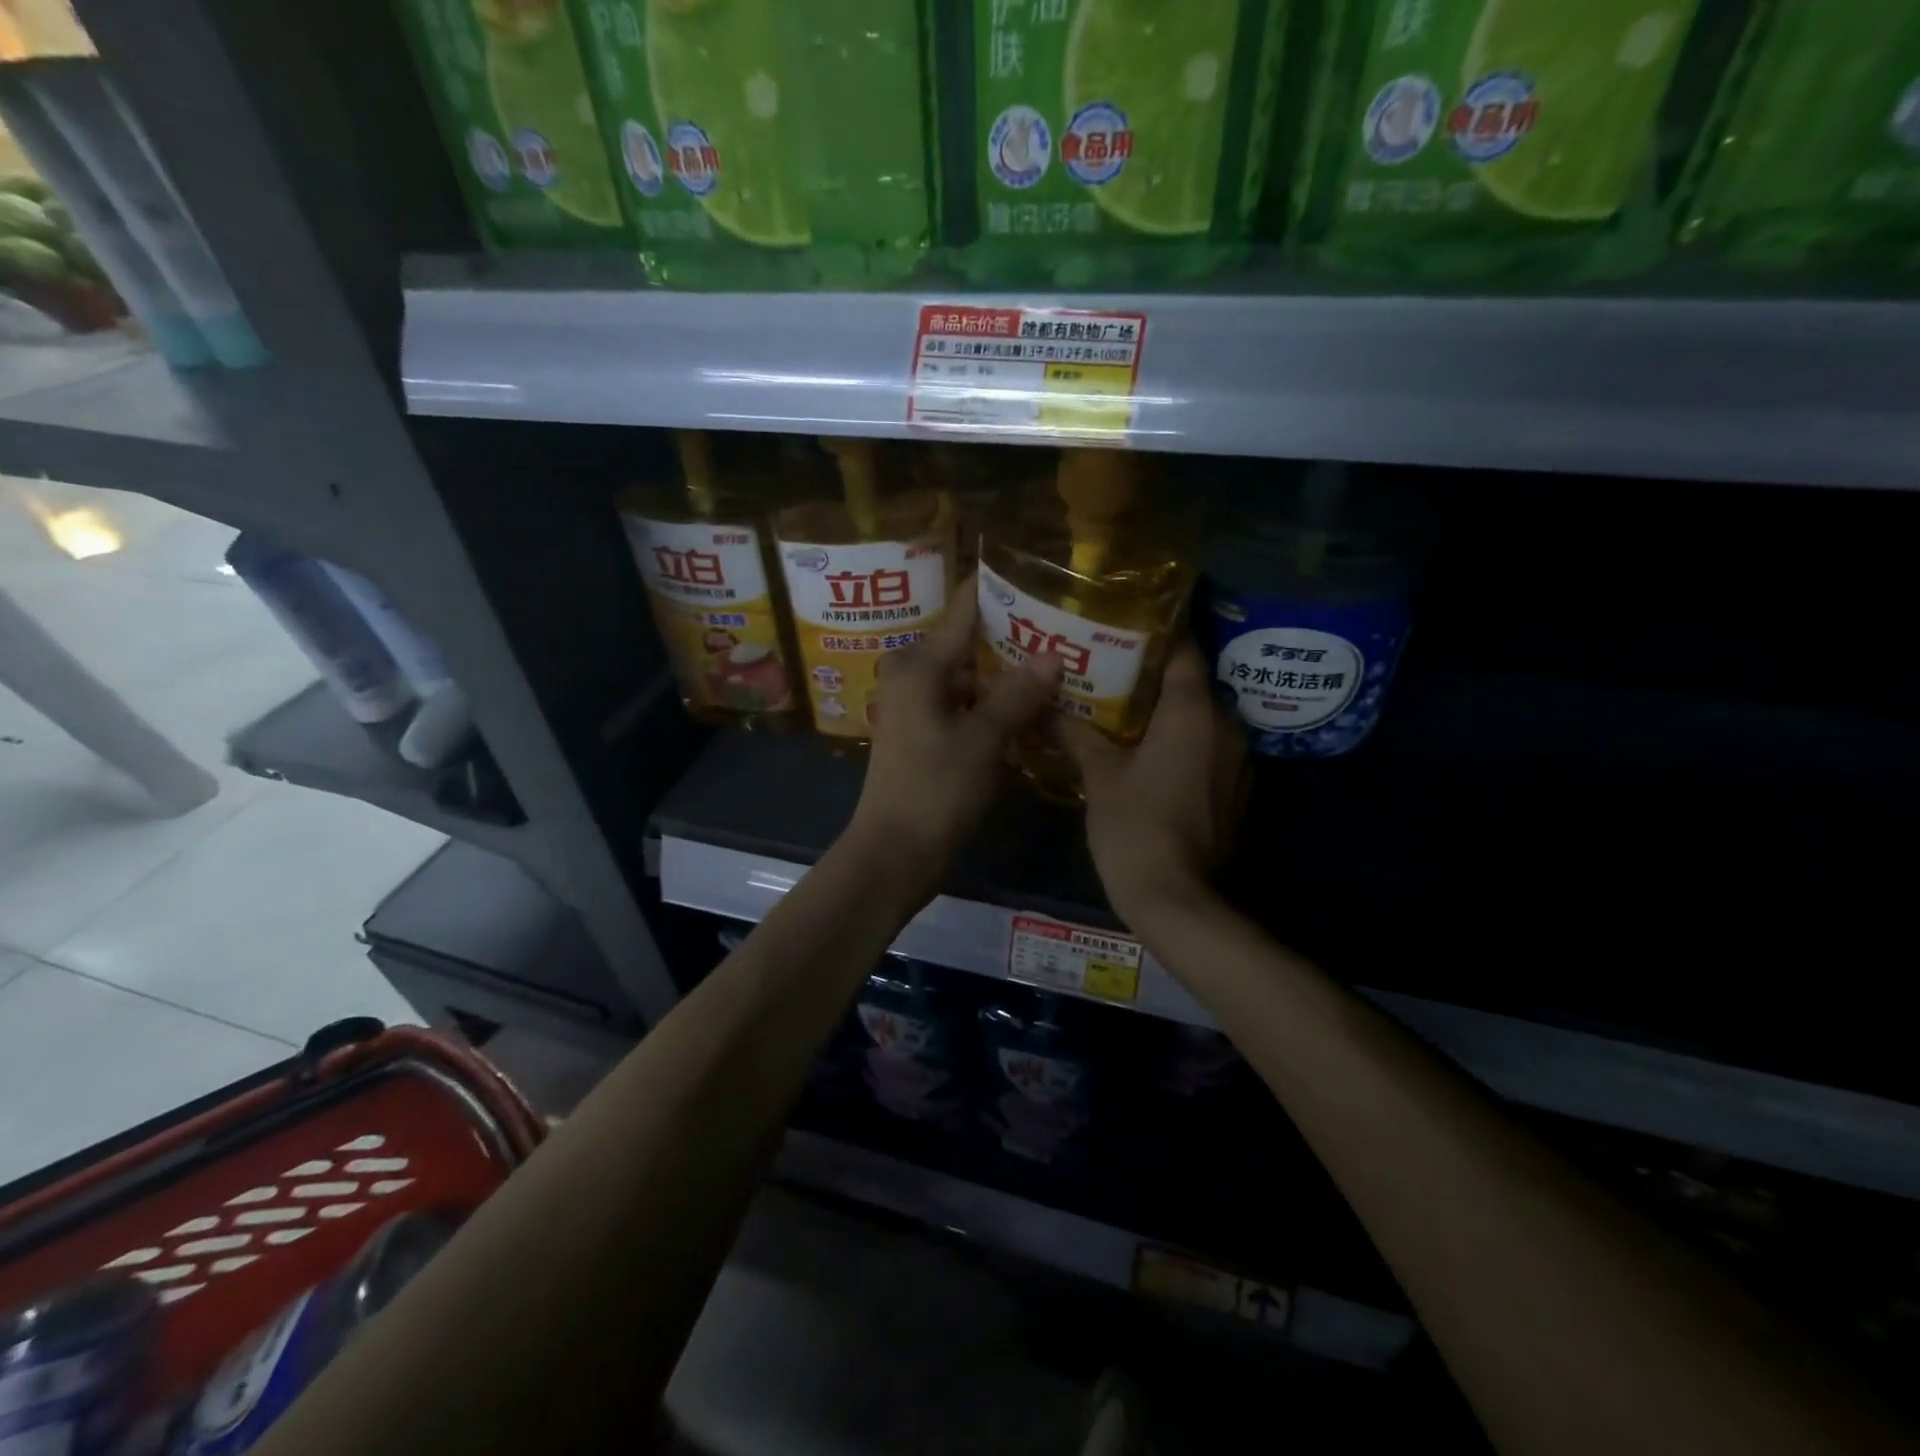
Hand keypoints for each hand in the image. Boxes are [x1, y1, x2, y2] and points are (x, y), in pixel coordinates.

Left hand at [844, 579, 1060, 895]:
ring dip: (1010, 674)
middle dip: (1017, 635)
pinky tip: (1037, 706)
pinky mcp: (928, 733)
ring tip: (1064, 661)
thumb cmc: (934, 790)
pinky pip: (968, 705)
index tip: (1045, 578)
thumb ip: (1017, 694)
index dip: (1003, 589)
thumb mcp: (982, 740)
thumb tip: (1053, 654)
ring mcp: (920, 705)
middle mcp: (914, 674)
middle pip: (972, 641)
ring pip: (972, 676)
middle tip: (1069, 626)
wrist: (894, 853)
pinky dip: (997, 704)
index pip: (966, 607)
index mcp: (920, 663)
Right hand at [1062, 641, 1245, 929]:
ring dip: (1167, 713)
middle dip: (1152, 676)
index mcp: (1195, 712)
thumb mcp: (1099, 776)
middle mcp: (1226, 727)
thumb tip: (1047, 704)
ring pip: (1200, 719)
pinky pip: (1207, 749)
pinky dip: (1181, 743)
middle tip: (1108, 670)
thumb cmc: (1136, 827)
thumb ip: (1077, 732)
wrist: (1178, 900)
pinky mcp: (1235, 791)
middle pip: (1192, 684)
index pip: (1183, 650)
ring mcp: (1237, 762)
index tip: (1121, 628)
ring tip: (1122, 709)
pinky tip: (1147, 753)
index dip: (1154, 634)